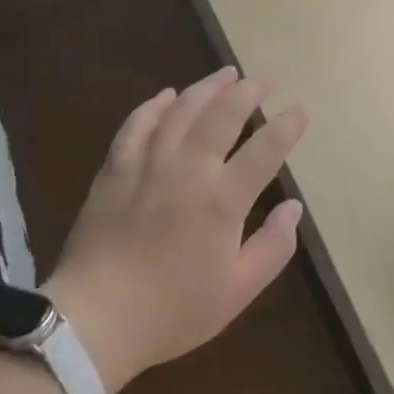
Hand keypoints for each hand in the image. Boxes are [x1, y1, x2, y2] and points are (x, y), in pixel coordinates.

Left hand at [42, 68, 307, 393]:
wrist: (94, 320)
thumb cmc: (172, 310)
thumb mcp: (237, 291)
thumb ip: (273, 247)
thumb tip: (294, 207)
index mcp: (223, 198)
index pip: (265, 149)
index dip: (287, 127)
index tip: (299, 113)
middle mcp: (189, 168)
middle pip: (224, 114)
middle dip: (249, 91)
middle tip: (263, 79)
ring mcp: (149, 163)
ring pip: (182, 109)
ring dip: (207, 87)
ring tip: (226, 74)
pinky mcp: (116, 167)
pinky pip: (137, 123)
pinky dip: (154, 105)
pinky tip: (167, 95)